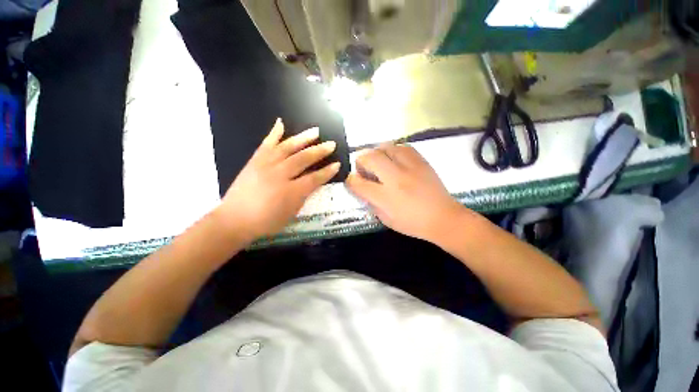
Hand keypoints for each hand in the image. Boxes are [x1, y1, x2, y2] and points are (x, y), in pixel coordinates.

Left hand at [215, 119, 339, 243]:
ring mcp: (266, 165)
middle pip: (303, 159)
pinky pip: (265, 144)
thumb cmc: (266, 221)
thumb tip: (312, 183)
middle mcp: (280, 175)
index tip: (337, 164)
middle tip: (331, 144)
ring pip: (287, 147)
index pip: (314, 178)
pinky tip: (281, 123)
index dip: (327, 172)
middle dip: (320, 151)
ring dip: (303, 138)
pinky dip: (274, 133)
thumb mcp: (291, 213)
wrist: (234, 219)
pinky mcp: (254, 161)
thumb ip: (303, 196)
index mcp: (291, 192)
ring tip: (316, 131)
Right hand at [346, 144, 467, 242]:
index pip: (358, 183)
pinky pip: (402, 147)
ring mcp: (410, 167)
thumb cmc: (413, 223)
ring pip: (385, 147)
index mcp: (385, 197)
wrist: (444, 218)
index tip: (352, 181)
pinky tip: (395, 159)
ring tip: (379, 163)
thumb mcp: (386, 219)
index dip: (350, 180)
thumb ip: (371, 202)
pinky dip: (393, 150)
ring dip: (376, 153)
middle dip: (360, 161)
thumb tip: (362, 188)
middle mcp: (395, 178)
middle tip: (365, 169)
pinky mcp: (421, 161)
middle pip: (369, 157)